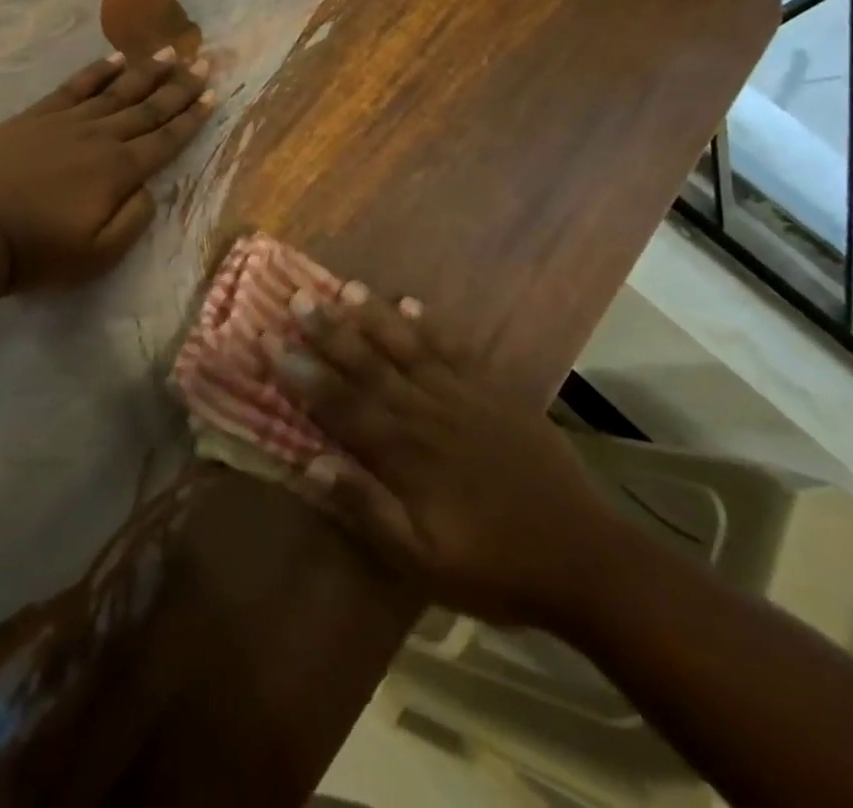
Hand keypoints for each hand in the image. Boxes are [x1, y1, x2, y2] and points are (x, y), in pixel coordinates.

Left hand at [0, 49, 214, 292]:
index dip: (191, 118)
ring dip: (147, 71)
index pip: (165, 140)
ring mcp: (67, 121)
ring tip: (171, 52)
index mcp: (118, 171)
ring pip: (117, 90)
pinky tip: (115, 57)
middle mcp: (100, 137)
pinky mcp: (36, 115)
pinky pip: (75, 86)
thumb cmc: (37, 251)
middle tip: (204, 63)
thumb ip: (133, 220)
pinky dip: (98, 71)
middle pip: (148, 108)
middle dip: (179, 87)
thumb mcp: (98, 255)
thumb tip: (150, 188)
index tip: (213, 95)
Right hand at [273, 285, 632, 630]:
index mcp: (404, 453)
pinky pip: (455, 349)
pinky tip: (411, 304)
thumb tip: (313, 463)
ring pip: (407, 347)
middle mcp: (425, 413)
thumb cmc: (494, 565)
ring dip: (373, 317)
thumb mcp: (423, 561)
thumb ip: (367, 509)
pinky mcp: (495, 392)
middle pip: (368, 364)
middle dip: (328, 331)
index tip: (269, 340)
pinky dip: (431, 325)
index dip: (301, 372)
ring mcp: (462, 396)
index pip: (340, 404)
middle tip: (296, 297)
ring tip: (344, 287)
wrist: (583, 557)